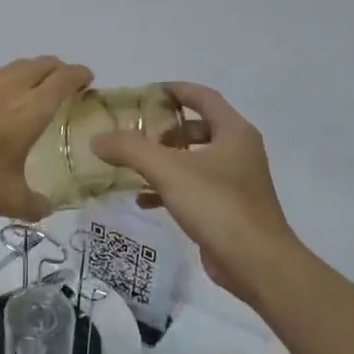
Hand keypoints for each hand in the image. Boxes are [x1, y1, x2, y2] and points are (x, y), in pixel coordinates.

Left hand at [0, 56, 92, 219]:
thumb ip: (34, 205)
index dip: (80, 75)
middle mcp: (10, 87)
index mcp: (30, 109)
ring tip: (32, 91)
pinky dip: (5, 80)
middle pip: (43, 64)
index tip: (88, 81)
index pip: (65, 79)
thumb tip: (46, 209)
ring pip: (16, 66)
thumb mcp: (7, 200)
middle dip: (59, 70)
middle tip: (65, 86)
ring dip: (32, 72)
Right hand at [90, 83, 301, 302]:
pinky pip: (194, 187)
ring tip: (133, 166)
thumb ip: (131, 149)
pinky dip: (169, 188)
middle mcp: (239, 151)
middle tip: (135, 135)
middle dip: (165, 129)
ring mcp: (236, 181)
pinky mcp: (228, 208)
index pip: (203, 96)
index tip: (144, 93)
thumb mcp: (169, 171)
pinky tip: (143, 200)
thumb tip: (97, 139)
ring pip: (194, 159)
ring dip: (165, 160)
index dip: (174, 90)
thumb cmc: (217, 205)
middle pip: (198, 127)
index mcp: (234, 132)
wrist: (256, 262)